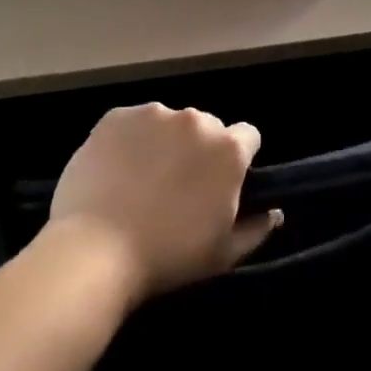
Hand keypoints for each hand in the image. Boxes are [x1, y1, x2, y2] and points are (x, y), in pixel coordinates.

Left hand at [46, 103, 281, 301]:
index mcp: (228, 149)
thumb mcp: (223, 253)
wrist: (96, 250)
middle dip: (199, 149)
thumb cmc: (169, 256)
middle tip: (179, 185)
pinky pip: (131, 123)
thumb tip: (273, 212)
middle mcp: (194, 120)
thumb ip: (256, 228)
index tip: (221, 182)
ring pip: (167, 122)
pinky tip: (115, 170)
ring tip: (141, 179)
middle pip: (206, 126)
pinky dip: (129, 140)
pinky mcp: (115, 116)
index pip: (247, 136)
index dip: (238, 158)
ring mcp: (151, 114)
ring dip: (163, 141)